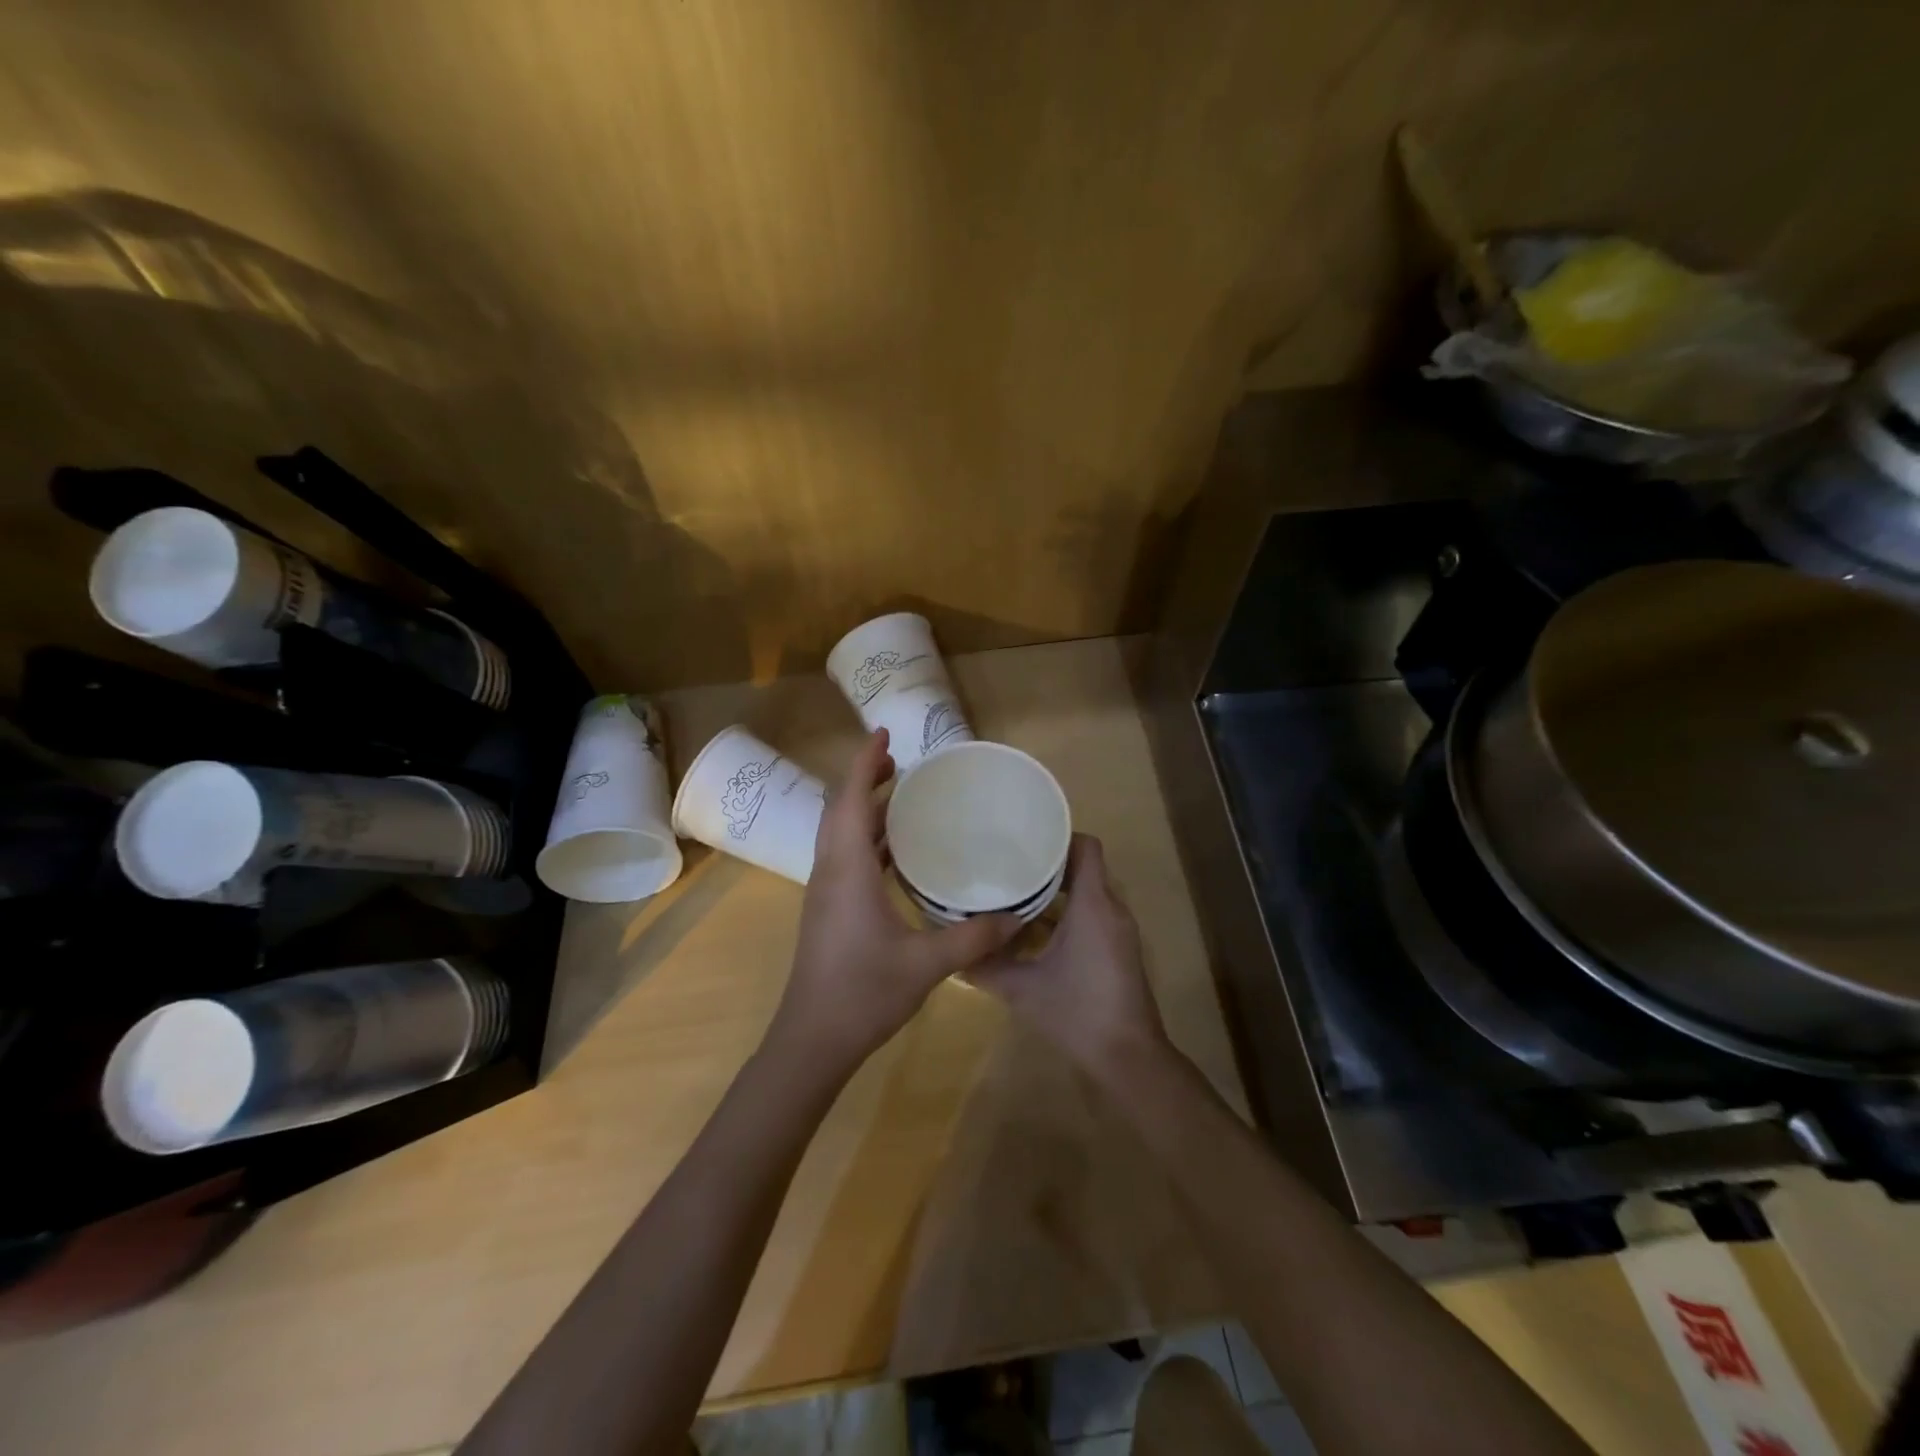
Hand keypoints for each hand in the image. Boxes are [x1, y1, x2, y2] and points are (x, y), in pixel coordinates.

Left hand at [767, 729, 1021, 1075]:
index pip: (851, 800)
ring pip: (839, 832)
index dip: (865, 762)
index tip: (884, 735)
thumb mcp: (926, 964)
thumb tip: (1016, 917)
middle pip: (841, 809)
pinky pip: (843, 855)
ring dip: (864, 807)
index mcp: (847, 869)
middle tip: (901, 761)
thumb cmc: (863, 992)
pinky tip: (894, 851)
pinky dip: (865, 838)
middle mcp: (830, 870)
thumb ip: (972, 939)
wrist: (812, 1039)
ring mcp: (824, 891)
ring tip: (900, 795)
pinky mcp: (827, 909)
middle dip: (865, 778)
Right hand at [968, 834, 1170, 1083]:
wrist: (1128, 1058)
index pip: (1085, 846)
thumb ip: (986, 967)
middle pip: (1084, 868)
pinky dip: (1066, 914)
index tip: (1024, 841)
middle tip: (1008, 865)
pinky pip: (1093, 916)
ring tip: (1015, 892)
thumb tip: (953, 953)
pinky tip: (1034, 931)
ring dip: (1056, 892)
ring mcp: (1118, 932)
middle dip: (1048, 865)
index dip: (1058, 838)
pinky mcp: (1118, 951)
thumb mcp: (1022, 989)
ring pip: (1088, 894)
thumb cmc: (1077, 1012)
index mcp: (1093, 904)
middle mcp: (1111, 909)